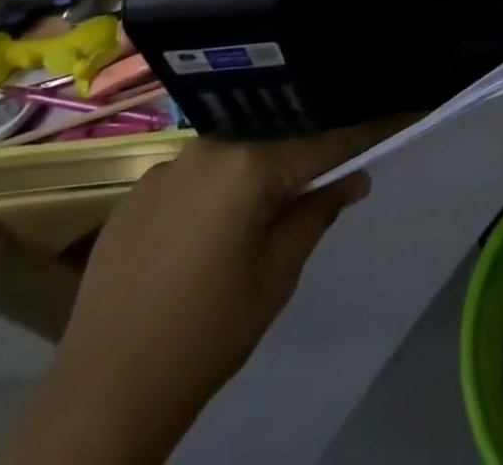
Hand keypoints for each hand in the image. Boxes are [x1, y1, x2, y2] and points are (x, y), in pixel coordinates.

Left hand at [0, 124, 387, 464]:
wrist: (104, 389)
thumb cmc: (208, 332)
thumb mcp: (276, 276)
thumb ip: (315, 214)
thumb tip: (352, 177)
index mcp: (250, 164)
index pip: (323, 142)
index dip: (363, 134)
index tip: (398, 113)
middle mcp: (209, 147)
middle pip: (273, 140)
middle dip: (301, 155)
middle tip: (324, 173)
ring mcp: (168, 165)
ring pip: (231, 155)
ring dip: (253, 172)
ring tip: (263, 206)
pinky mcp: (137, 190)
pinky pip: (192, 175)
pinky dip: (213, 190)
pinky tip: (206, 231)